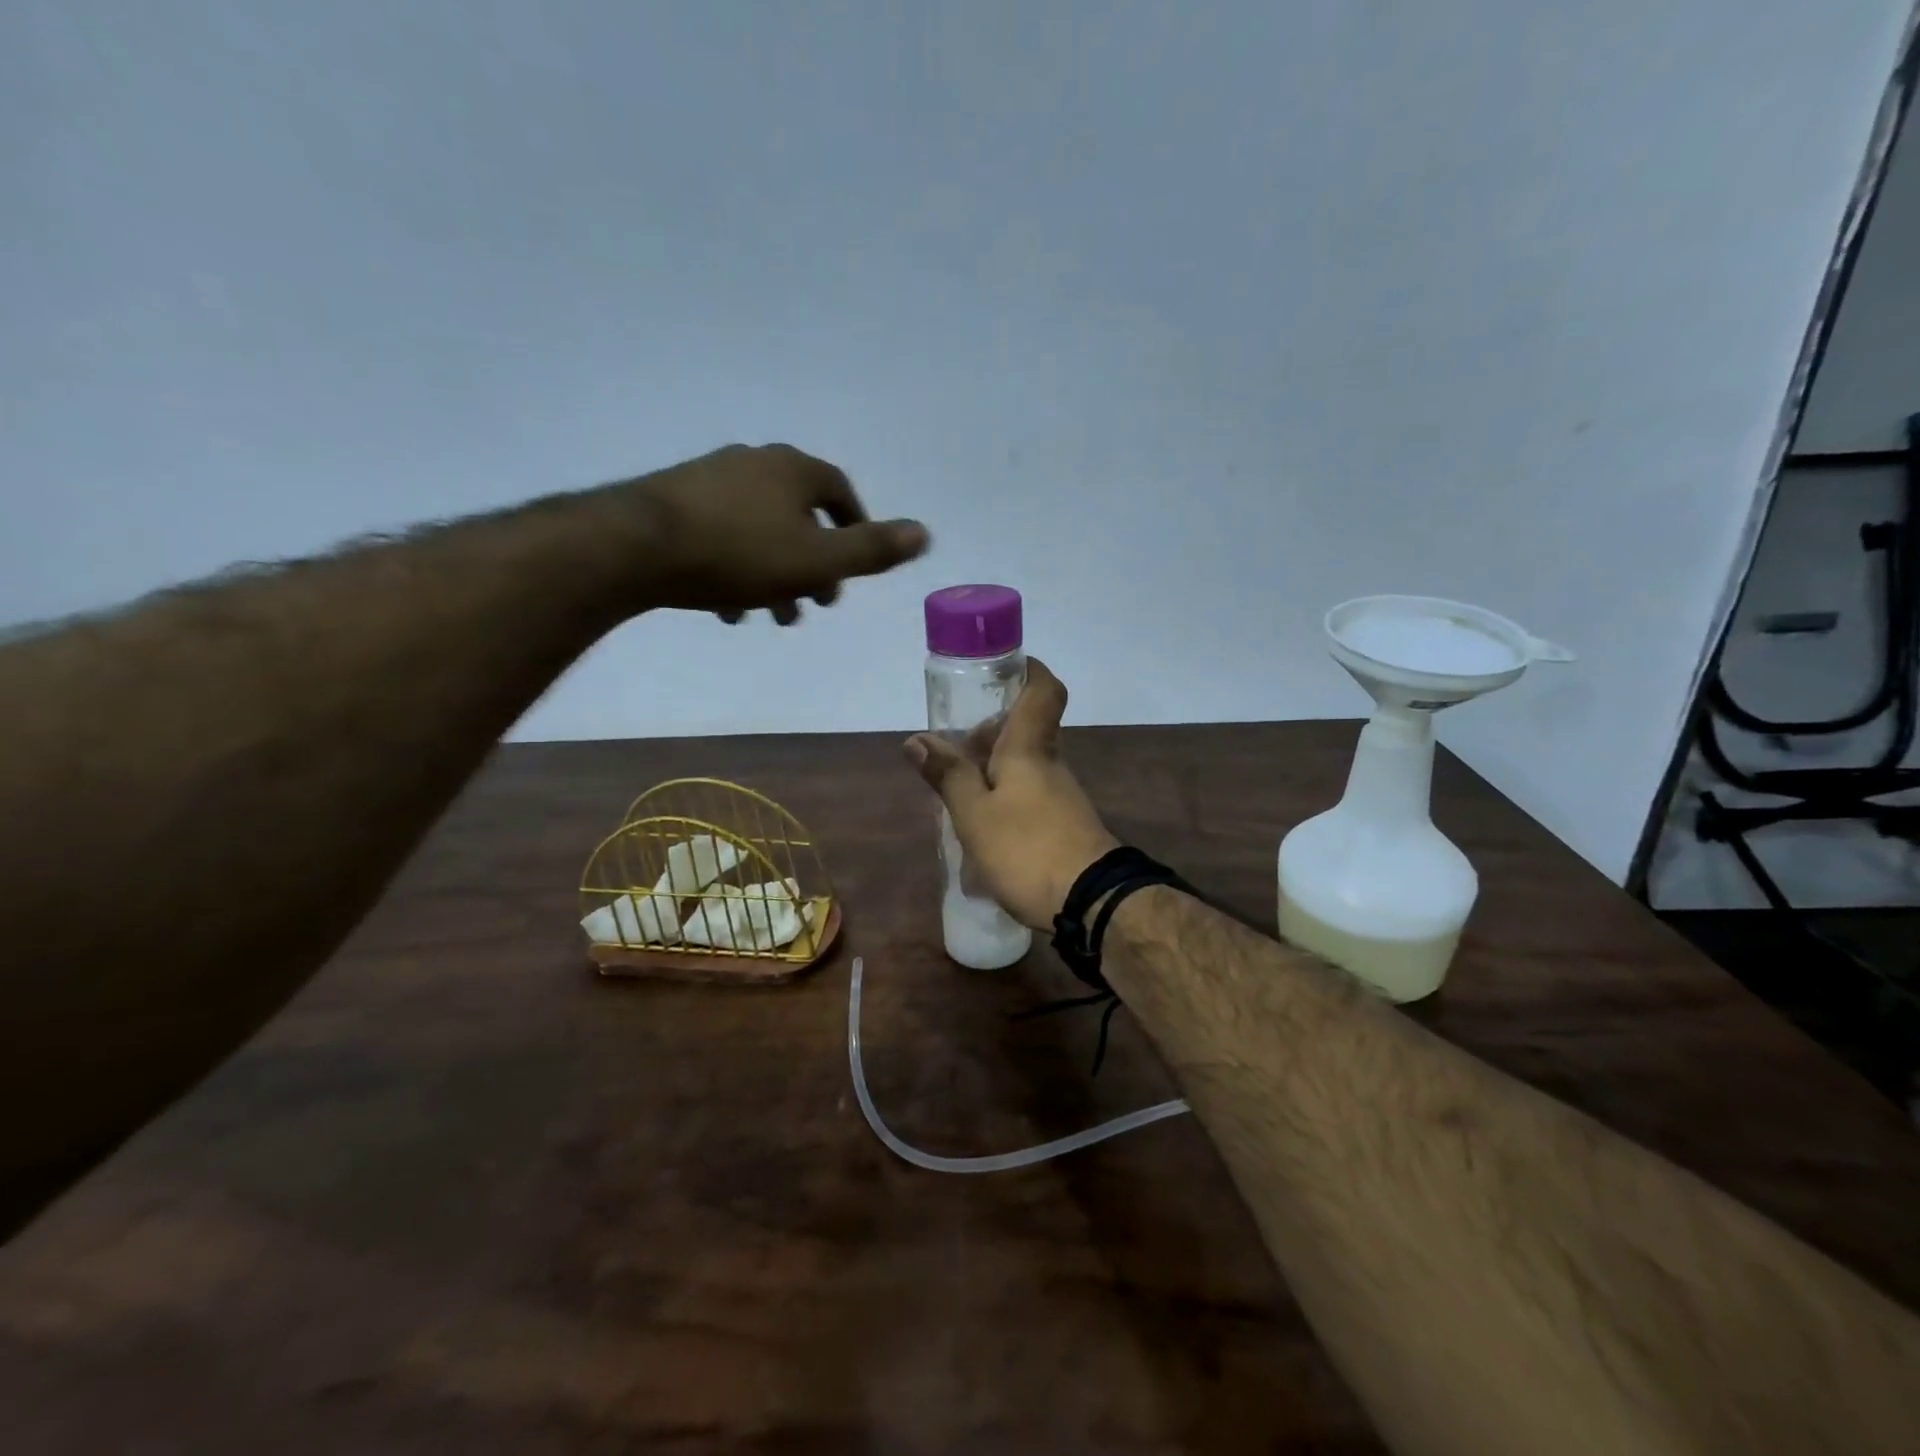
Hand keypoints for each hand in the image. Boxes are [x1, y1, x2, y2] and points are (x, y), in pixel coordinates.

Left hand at [632, 444, 928, 623]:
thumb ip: (872, 550)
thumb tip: (925, 533)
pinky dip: (735, 569)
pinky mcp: (674, 501)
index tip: (854, 564)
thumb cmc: (739, 553)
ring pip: (759, 530)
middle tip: (816, 603)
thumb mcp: (818, 560)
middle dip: (812, 563)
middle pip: (798, 514)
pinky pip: (721, 536)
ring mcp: (710, 478)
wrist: (637, 546)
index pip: (839, 491)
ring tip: (773, 616)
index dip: (854, 526)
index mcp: (793, 470)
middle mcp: (754, 463)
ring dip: (774, 574)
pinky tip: (728, 608)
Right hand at [904, 659, 1118, 929]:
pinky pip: (1030, 797)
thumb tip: (915, 739)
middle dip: (990, 732)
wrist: (1091, 903)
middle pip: (1025, 730)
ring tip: (956, 793)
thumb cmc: (1026, 848)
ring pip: (1025, 766)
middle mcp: (1050, 764)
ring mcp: (1062, 796)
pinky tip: (982, 826)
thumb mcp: (974, 814)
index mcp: (1029, 748)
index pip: (1043, 691)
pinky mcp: (1065, 826)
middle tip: (952, 747)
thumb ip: (947, 775)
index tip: (1004, 667)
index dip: (1029, 670)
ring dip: (993, 771)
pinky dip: (1005, 799)